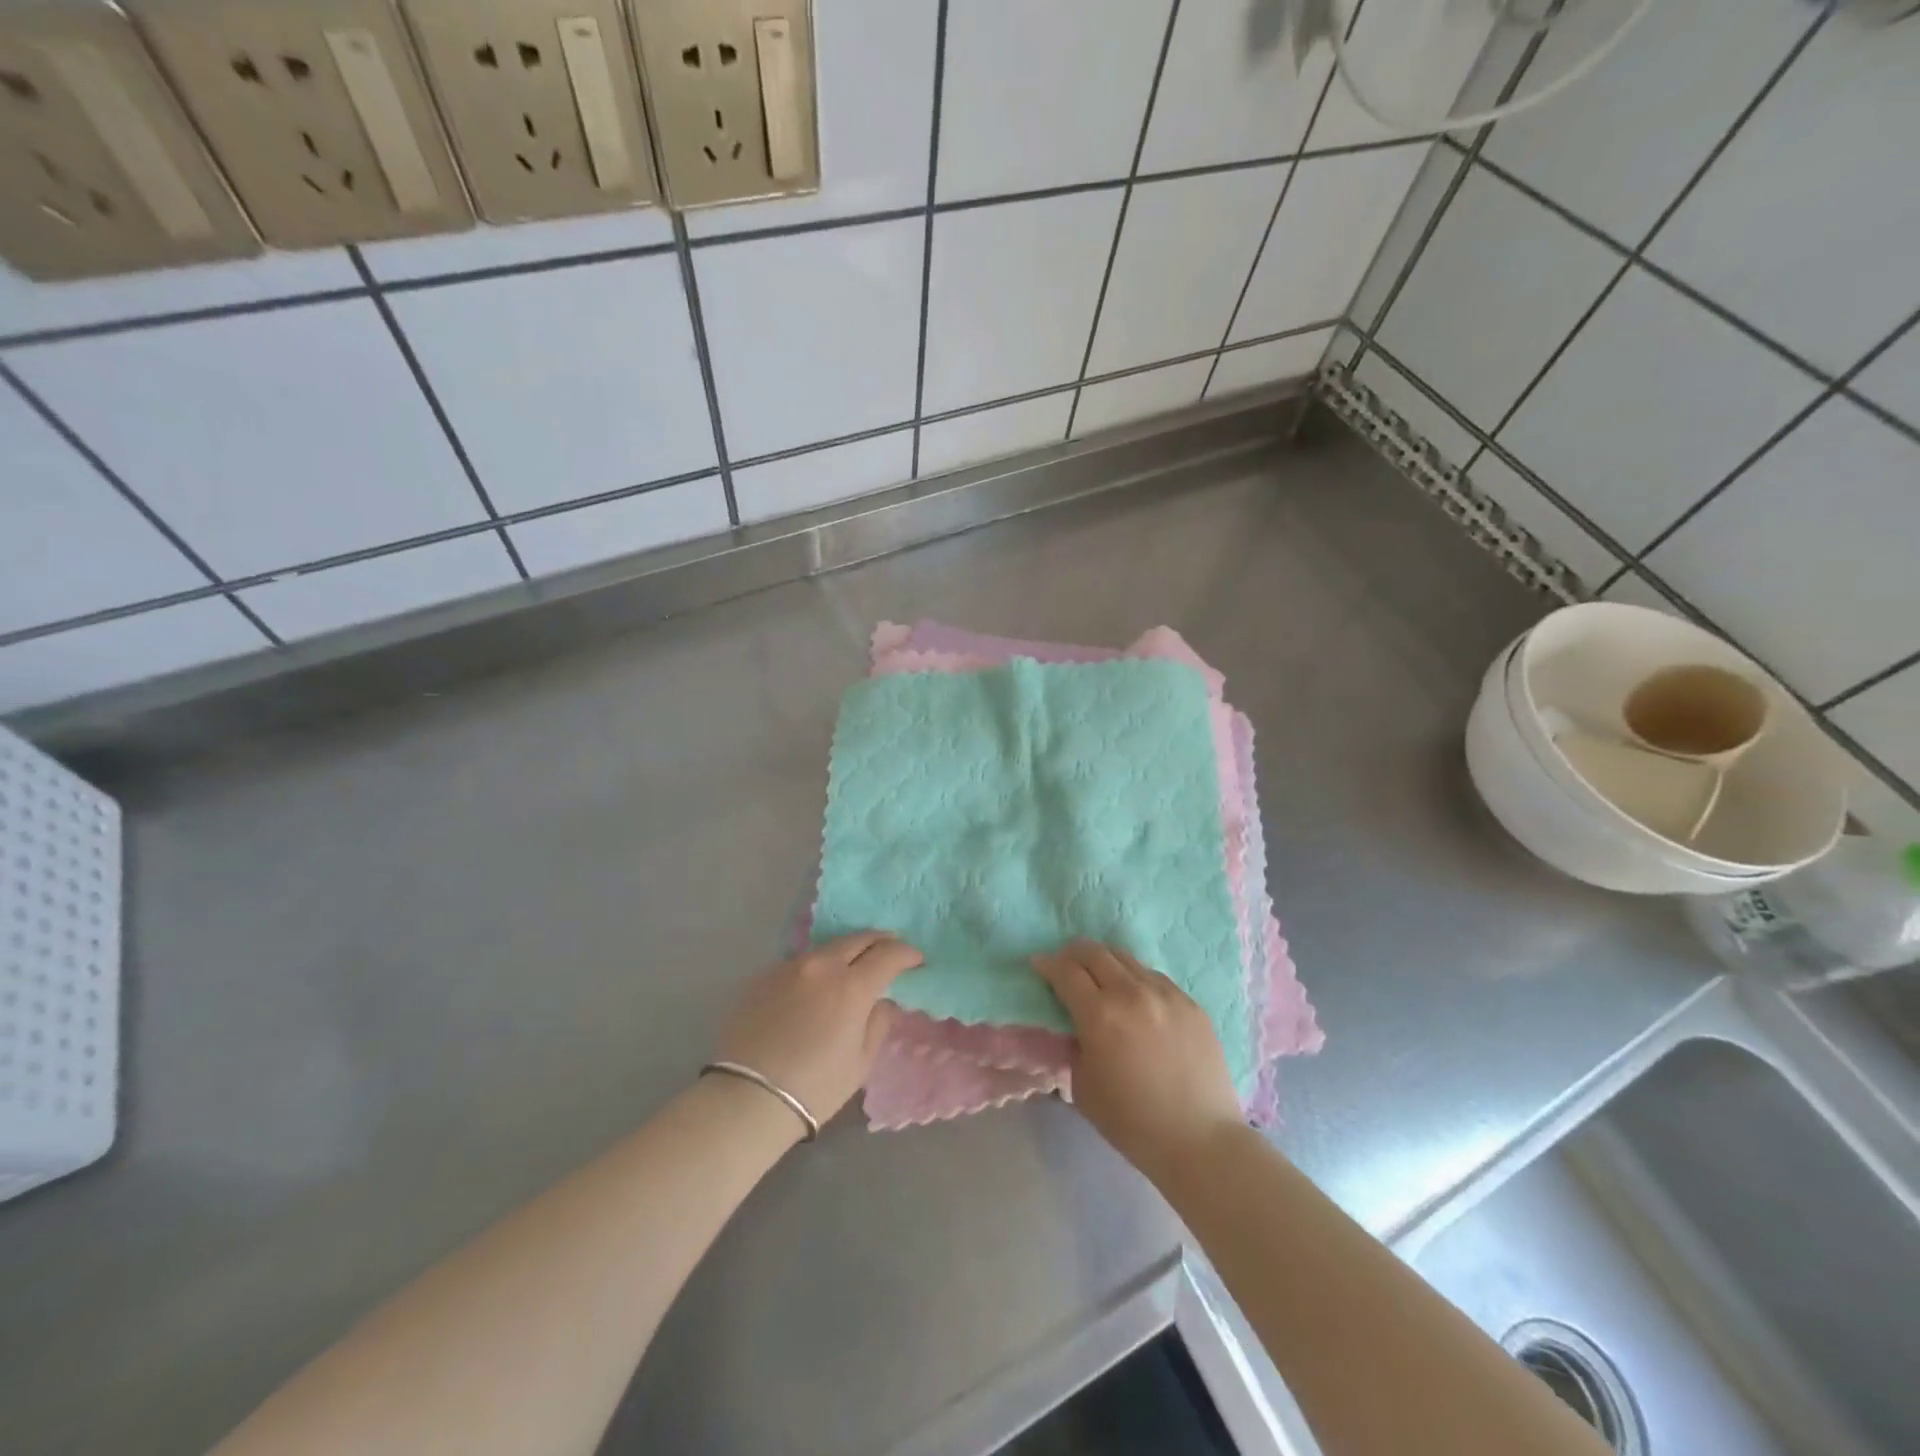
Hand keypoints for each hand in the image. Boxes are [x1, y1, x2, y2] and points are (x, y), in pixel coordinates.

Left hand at [715, 932, 922, 1125]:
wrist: (748, 1098)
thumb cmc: (815, 1086)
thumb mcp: (861, 1061)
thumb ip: (878, 1022)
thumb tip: (881, 1001)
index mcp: (852, 985)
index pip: (889, 954)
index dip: (907, 954)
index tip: (916, 961)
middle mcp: (821, 965)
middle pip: (858, 939)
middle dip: (879, 941)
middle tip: (890, 950)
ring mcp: (789, 967)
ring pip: (826, 948)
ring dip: (846, 952)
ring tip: (853, 965)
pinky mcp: (763, 977)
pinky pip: (799, 964)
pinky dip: (816, 968)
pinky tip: (815, 987)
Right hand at [1033, 940, 1243, 1180]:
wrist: (1199, 1140)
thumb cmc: (1132, 1122)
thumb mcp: (1082, 1085)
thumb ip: (1074, 1044)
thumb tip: (1074, 1024)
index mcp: (1100, 1014)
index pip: (1065, 971)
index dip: (1047, 964)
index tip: (1039, 965)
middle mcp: (1132, 993)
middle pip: (1095, 952)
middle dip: (1073, 954)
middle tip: (1066, 965)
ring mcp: (1166, 994)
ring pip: (1127, 959)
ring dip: (1106, 963)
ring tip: (1101, 979)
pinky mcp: (1191, 1003)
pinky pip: (1155, 978)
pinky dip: (1136, 980)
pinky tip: (1136, 1000)